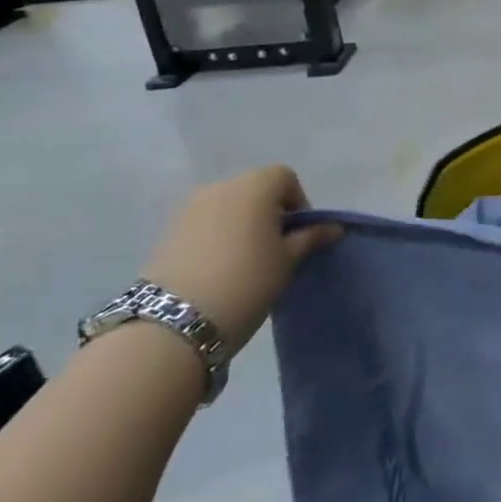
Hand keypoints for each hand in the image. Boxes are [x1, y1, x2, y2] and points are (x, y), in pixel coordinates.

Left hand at [141, 166, 338, 349]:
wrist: (173, 323)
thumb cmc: (246, 282)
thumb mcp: (287, 261)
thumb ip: (311, 238)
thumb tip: (333, 228)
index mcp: (255, 186)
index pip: (285, 178)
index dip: (298, 202)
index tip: (299, 235)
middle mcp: (221, 187)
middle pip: (254, 188)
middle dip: (269, 212)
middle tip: (276, 249)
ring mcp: (189, 208)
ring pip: (228, 206)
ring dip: (242, 224)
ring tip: (246, 261)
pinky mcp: (167, 232)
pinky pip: (204, 223)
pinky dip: (217, 236)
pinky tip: (219, 268)